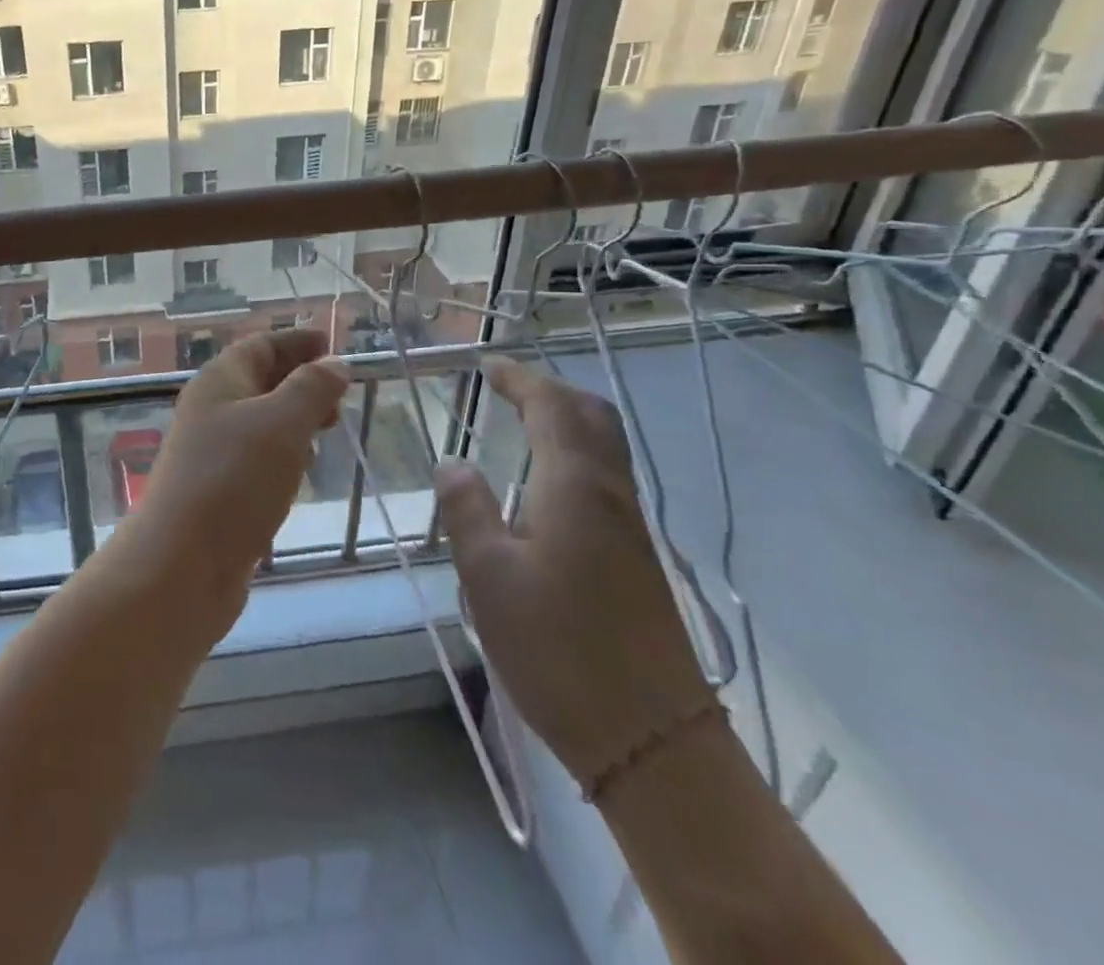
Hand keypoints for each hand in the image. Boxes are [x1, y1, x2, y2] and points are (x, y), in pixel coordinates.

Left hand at [123, 331, 348, 595]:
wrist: (181, 565)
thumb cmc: (234, 480)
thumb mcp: (282, 424)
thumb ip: (311, 390)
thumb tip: (334, 364)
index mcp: (219, 382)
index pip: (260, 345)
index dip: (295, 341)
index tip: (331, 342)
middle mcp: (211, 411)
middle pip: (259, 381)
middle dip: (299, 380)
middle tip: (341, 392)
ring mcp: (212, 454)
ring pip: (259, 422)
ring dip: (293, 418)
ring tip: (329, 425)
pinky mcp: (219, 492)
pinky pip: (256, 459)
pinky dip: (283, 454)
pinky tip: (301, 470)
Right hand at [434, 354, 716, 788]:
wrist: (651, 739)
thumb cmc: (557, 649)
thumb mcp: (488, 575)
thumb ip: (466, 509)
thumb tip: (452, 462)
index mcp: (574, 487)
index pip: (551, 407)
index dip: (519, 379)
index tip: (485, 364)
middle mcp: (609, 494)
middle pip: (591, 416)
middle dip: (549, 390)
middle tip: (505, 387)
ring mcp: (629, 527)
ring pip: (603, 446)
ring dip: (564, 419)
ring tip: (520, 422)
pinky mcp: (635, 557)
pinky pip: (603, 477)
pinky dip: (572, 453)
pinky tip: (543, 483)